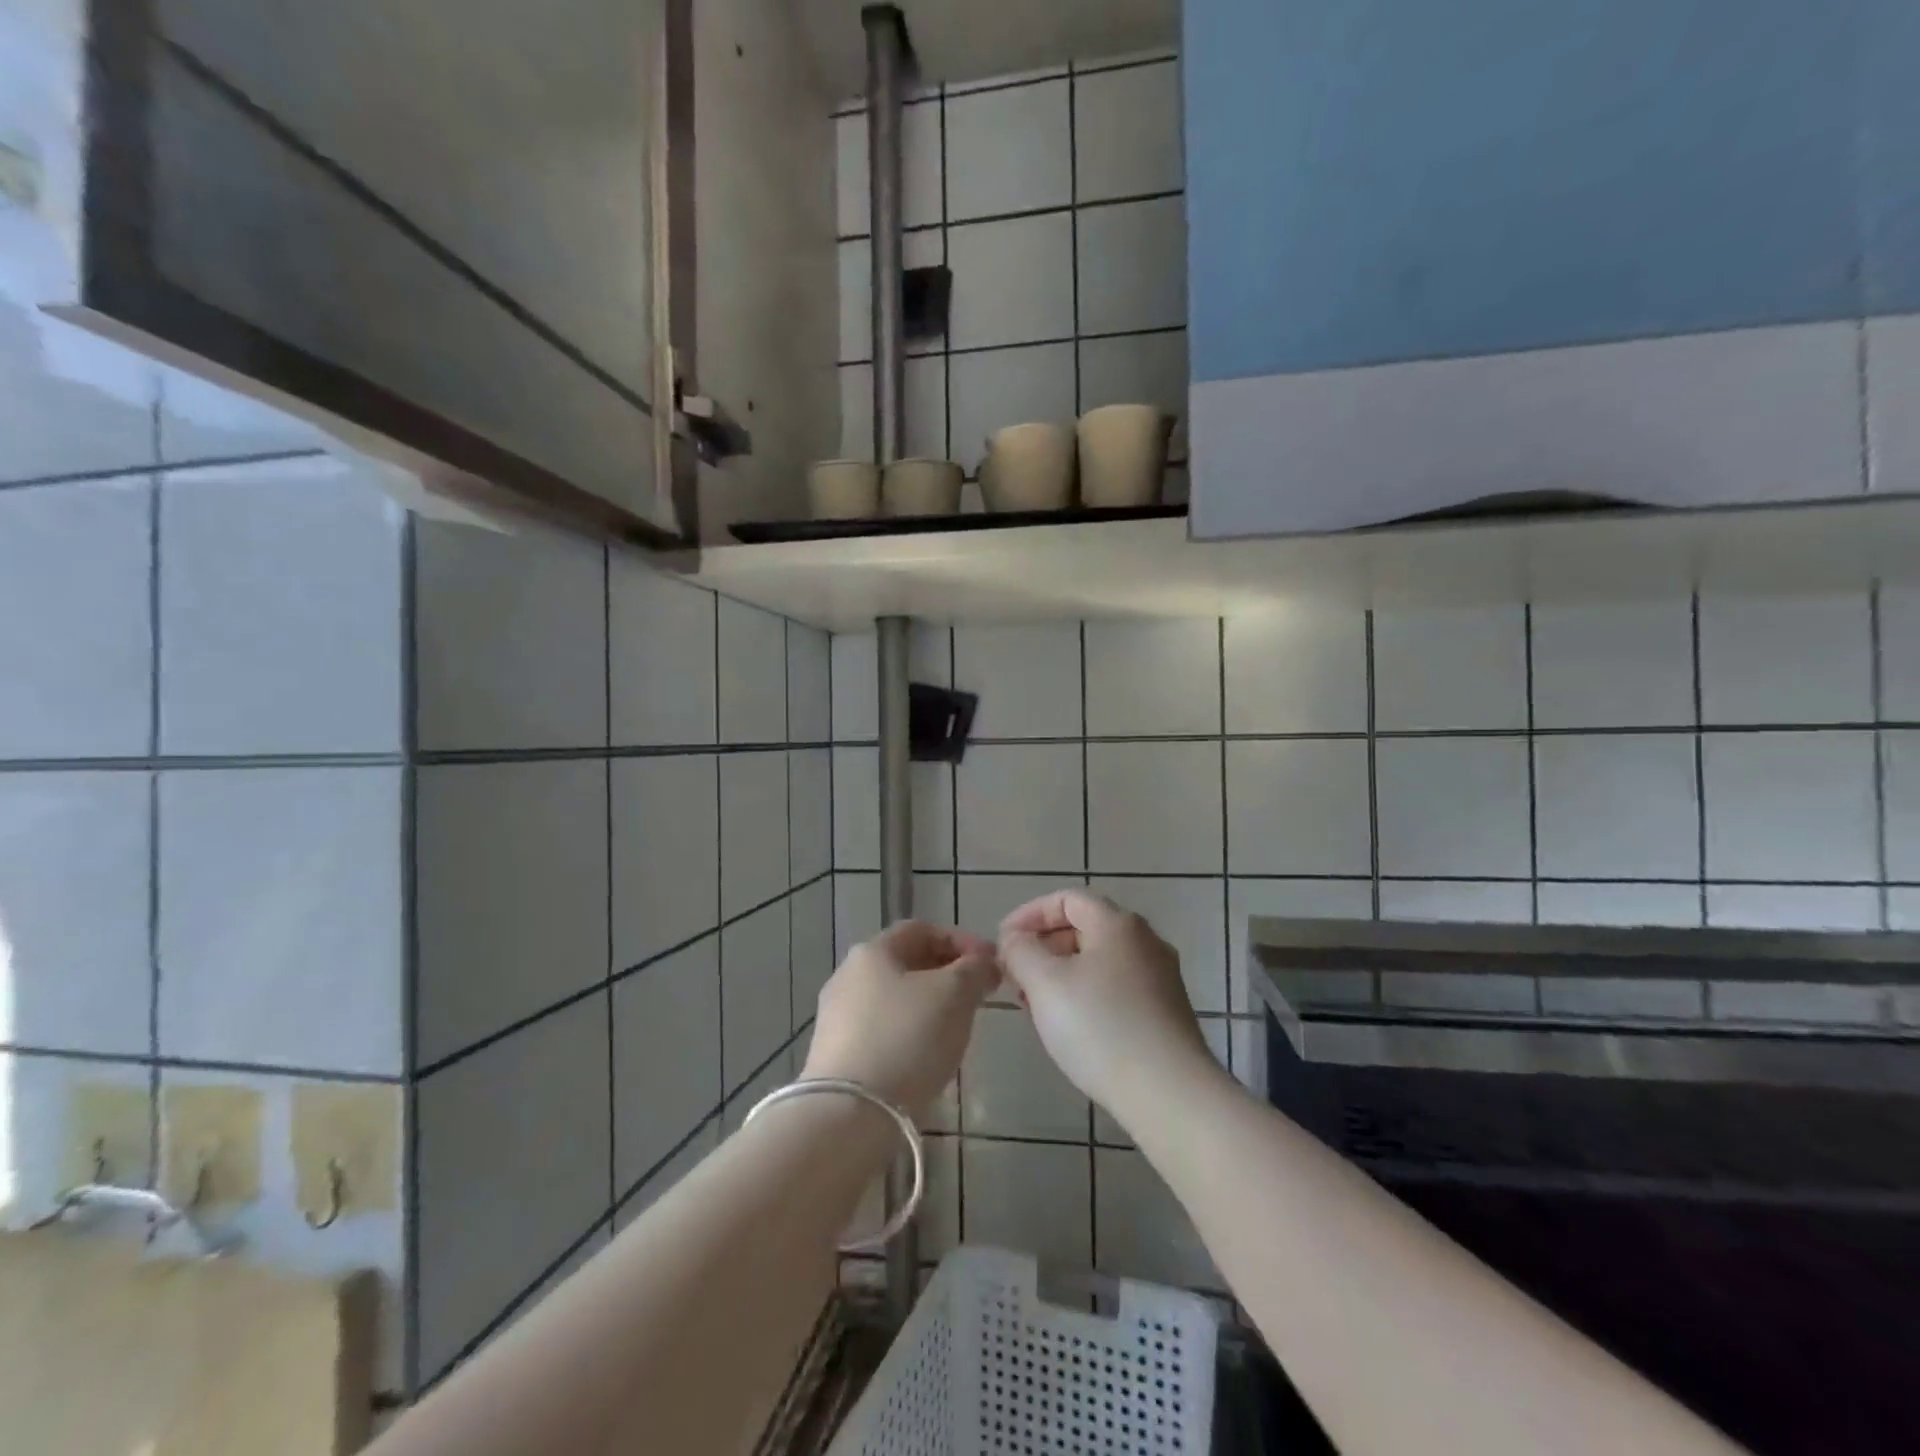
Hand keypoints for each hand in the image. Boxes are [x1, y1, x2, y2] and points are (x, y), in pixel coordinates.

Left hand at [802, 921, 997, 1114]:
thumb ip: (975, 969)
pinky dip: (909, 1034)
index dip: (961, 940)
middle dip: (947, 974)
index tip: (990, 965)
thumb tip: (984, 961)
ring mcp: (837, 1017)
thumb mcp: (955, 994)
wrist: (849, 1114)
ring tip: (957, 1029)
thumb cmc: (907, 1039)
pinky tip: (926, 1058)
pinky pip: (882, 1031)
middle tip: (978, 997)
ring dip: (929, 1006)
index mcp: (872, 951)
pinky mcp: (835, 1055)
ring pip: (895, 999)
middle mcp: (848, 975)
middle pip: (906, 963)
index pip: (922, 930)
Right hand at [998, 889, 1225, 1126]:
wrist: (1170, 1095)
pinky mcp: (1166, 1013)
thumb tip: (1014, 940)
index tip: (1003, 942)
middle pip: (1084, 927)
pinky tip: (1069, 1027)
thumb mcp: (1045, 983)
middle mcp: (1145, 941)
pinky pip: (1115, 988)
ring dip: (1061, 974)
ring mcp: (1160, 978)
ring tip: (1034, 1005)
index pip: (1067, 899)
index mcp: (1118, 924)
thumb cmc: (1101, 1027)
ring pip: (1099, 961)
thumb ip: (1020, 951)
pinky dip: (1085, 995)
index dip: (1029, 914)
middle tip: (1014, 976)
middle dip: (1043, 946)